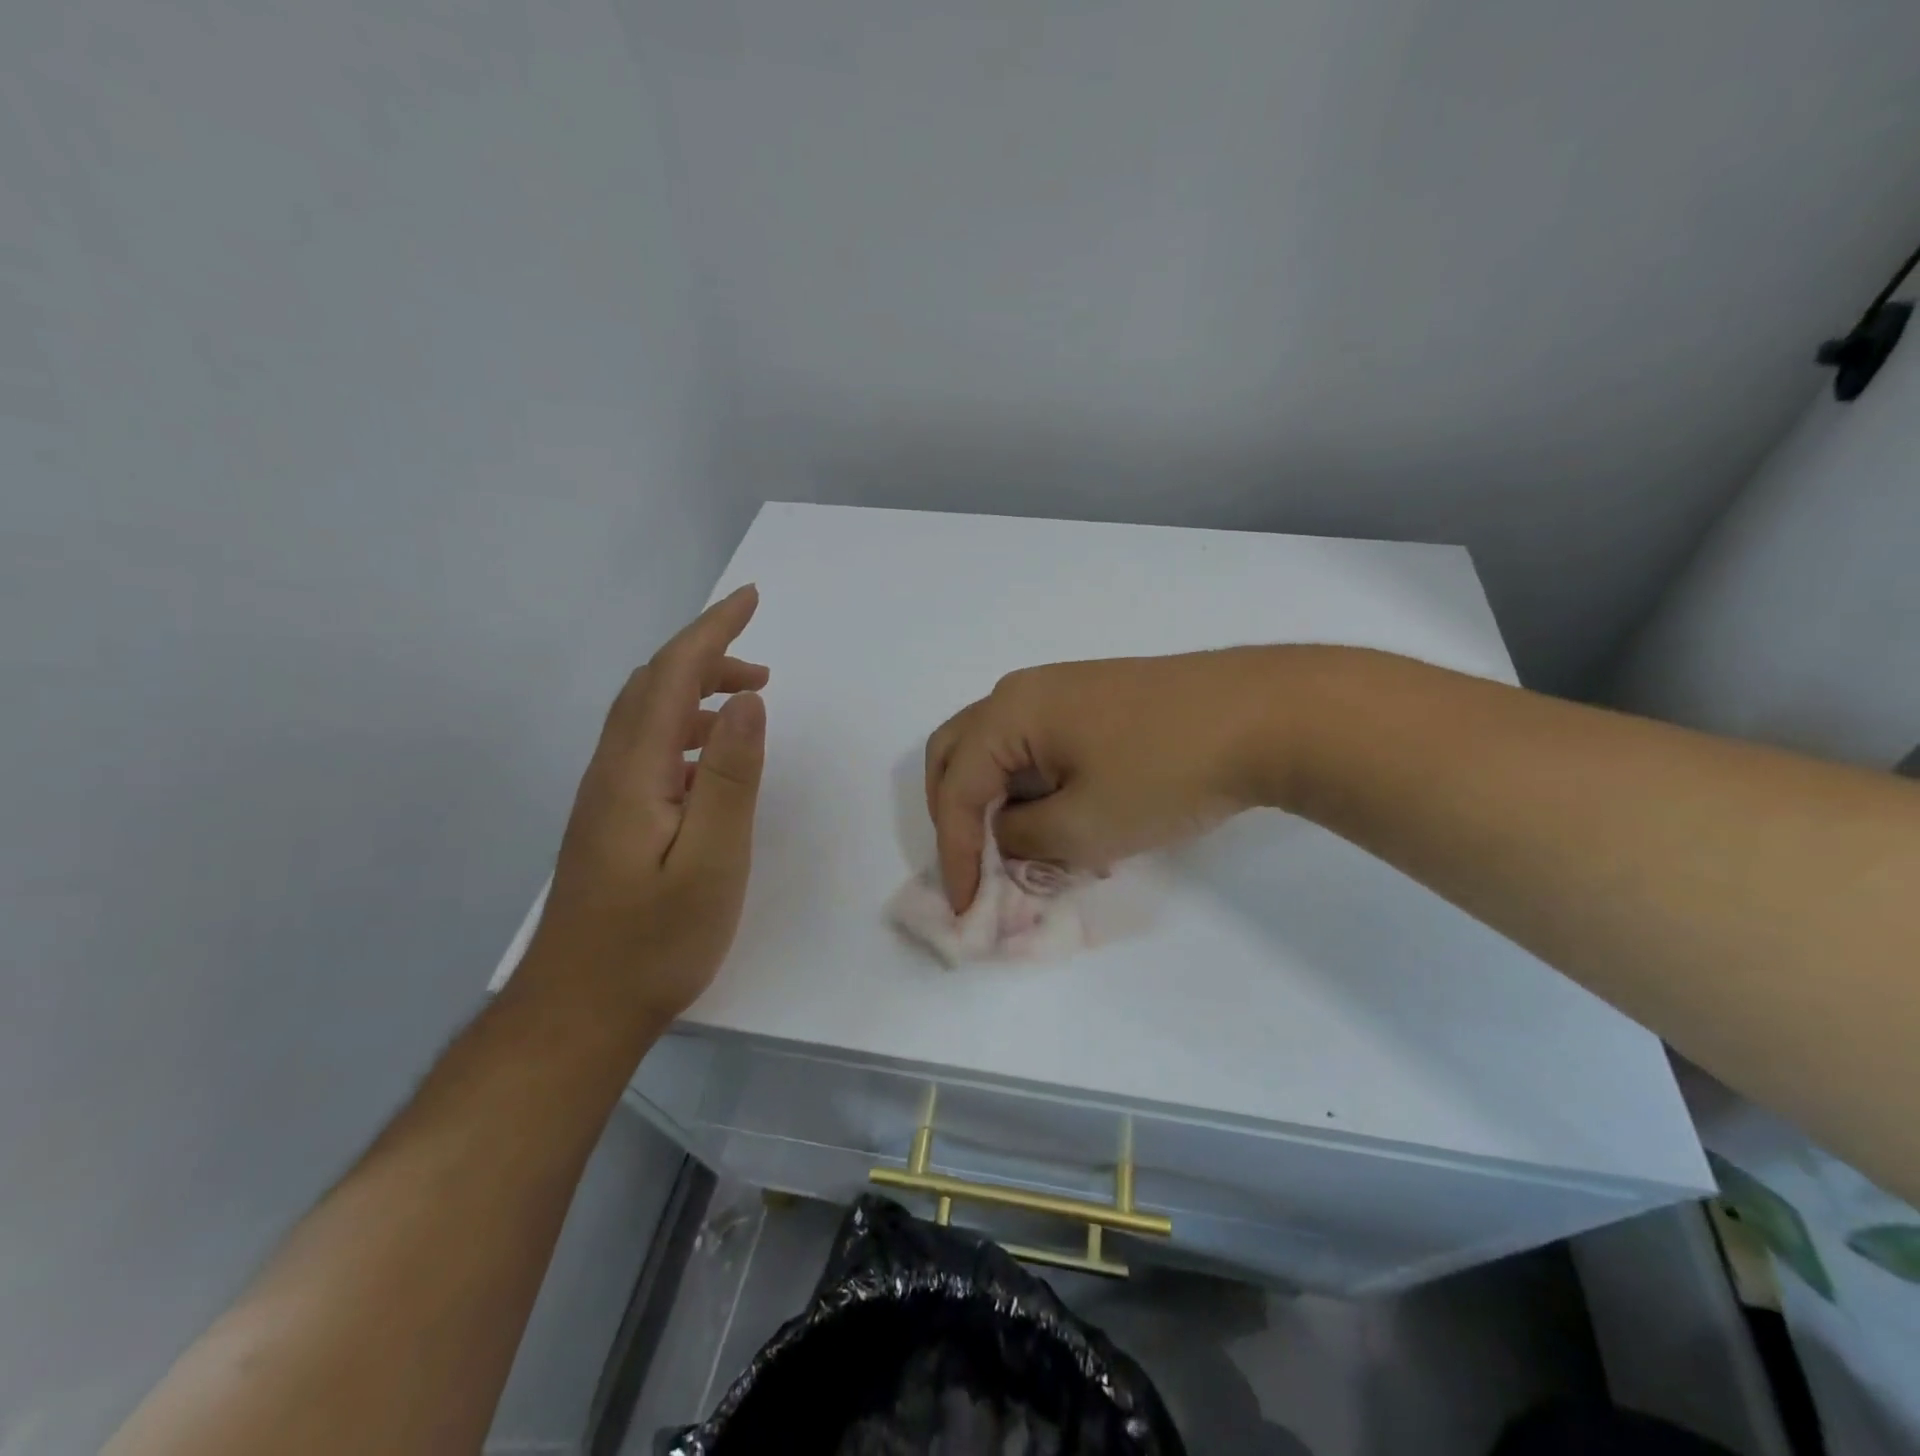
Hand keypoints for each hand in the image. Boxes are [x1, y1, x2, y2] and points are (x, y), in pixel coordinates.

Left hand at [529, 586, 768, 1026]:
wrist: (579, 1011)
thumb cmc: (653, 942)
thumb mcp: (711, 861)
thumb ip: (730, 777)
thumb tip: (747, 700)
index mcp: (633, 772)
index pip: (671, 675)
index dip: (712, 630)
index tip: (752, 599)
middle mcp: (610, 771)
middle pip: (652, 686)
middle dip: (706, 655)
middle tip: (763, 661)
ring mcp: (606, 797)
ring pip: (647, 716)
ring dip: (697, 692)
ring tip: (751, 702)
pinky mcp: (611, 820)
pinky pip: (648, 748)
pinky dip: (686, 729)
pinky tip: (713, 759)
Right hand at [925, 649, 1283, 911]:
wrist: (1266, 716)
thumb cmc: (1165, 771)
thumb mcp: (1084, 826)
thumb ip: (1024, 839)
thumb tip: (1009, 834)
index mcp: (1009, 713)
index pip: (956, 787)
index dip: (953, 850)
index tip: (964, 905)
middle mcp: (1026, 691)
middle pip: (960, 752)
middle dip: (955, 812)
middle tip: (970, 861)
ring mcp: (1064, 690)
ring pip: (1002, 748)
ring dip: (995, 798)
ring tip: (1018, 847)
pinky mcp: (1098, 700)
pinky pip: (1039, 744)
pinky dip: (1032, 784)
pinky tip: (1061, 816)